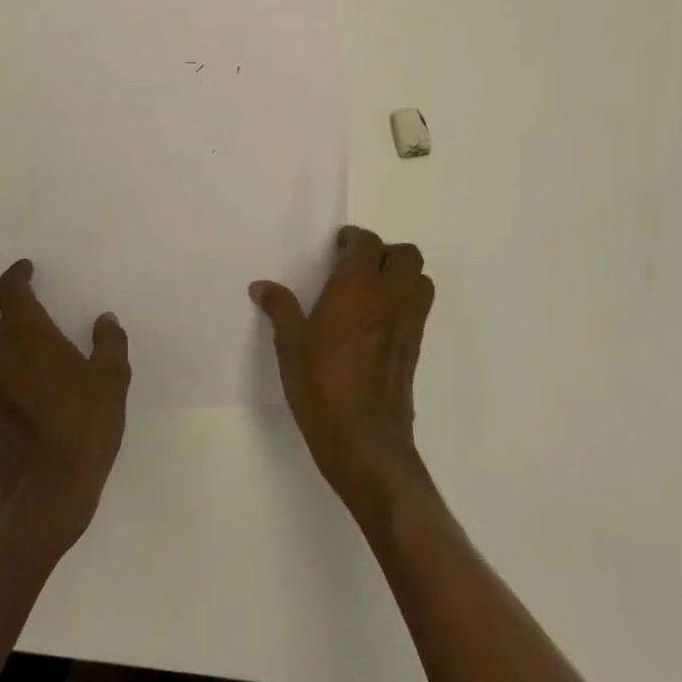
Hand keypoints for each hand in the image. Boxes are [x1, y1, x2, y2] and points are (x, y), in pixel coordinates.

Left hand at [0, 259, 130, 557]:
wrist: (39, 498)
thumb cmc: (80, 432)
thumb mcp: (111, 384)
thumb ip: (109, 345)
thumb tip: (105, 320)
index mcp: (26, 334)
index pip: (9, 288)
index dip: (16, 273)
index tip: (27, 270)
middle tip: (13, 296)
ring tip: (11, 329)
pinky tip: (11, 366)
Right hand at [251, 226, 434, 511]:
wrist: (365, 441)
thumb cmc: (321, 386)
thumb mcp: (290, 345)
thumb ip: (280, 308)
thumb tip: (261, 286)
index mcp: (357, 288)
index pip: (367, 243)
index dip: (352, 239)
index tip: (335, 248)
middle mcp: (390, 298)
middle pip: (405, 255)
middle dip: (383, 253)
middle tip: (355, 267)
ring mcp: (408, 324)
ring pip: (420, 279)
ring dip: (401, 276)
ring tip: (370, 291)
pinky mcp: (415, 348)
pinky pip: (418, 309)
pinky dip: (404, 302)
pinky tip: (375, 323)